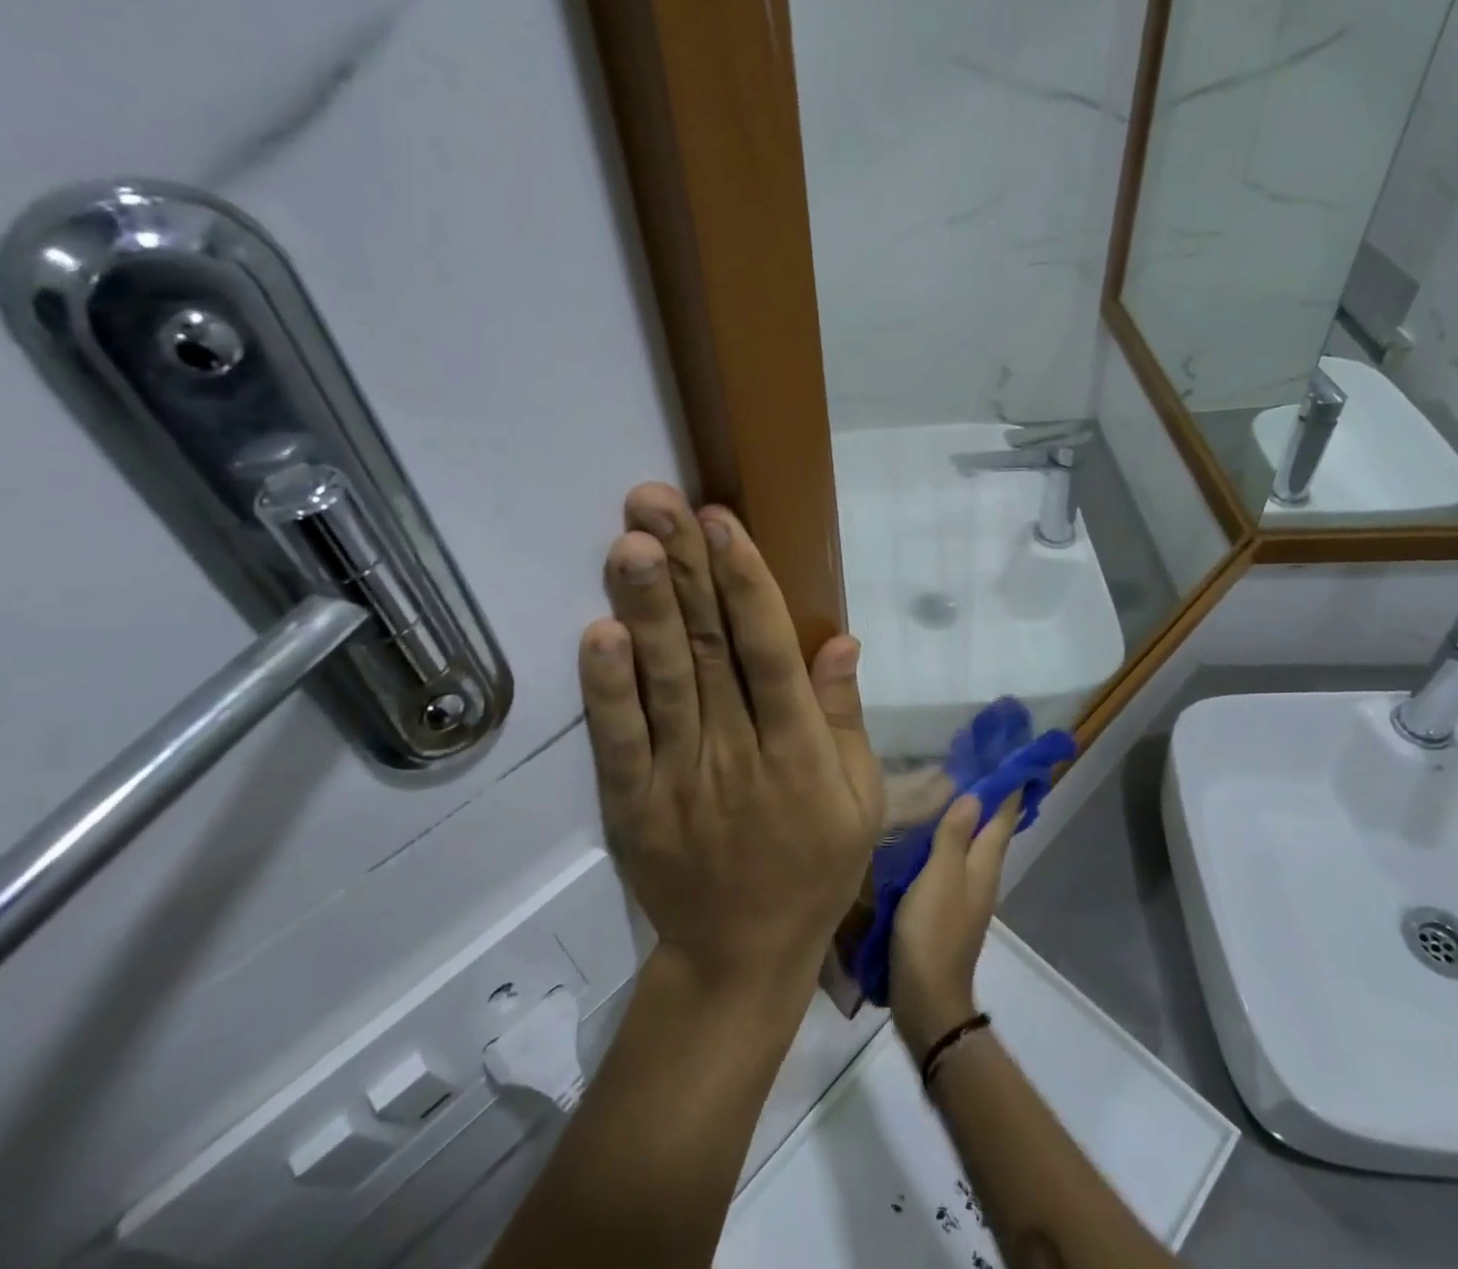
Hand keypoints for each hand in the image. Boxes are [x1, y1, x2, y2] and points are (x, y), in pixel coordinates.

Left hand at [580, 483, 884, 995]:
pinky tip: (598, 632)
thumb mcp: (858, 799)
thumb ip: (844, 716)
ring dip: (646, 608)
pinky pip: (618, 742)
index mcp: (799, 753)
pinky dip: (606, 689)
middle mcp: (739, 754)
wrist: (740, 957)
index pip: (771, 654)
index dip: (747, 585)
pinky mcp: (633, 805)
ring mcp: (680, 779)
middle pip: (710, 650)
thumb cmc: (814, 868)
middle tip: (658, 501)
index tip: (723, 523)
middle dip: (686, 569)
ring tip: (630, 541)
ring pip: (664, 681)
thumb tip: (840, 635)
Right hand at [889, 792, 1021, 1058]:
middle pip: (992, 831)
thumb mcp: (939, 877)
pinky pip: (954, 863)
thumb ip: (954, 836)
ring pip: (973, 846)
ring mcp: (967, 895)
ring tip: (952, 792)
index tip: (1012, 759)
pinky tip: (931, 838)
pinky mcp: (949, 910)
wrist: (927, 999)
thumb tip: (975, 796)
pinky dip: (950, 842)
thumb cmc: (933, 932)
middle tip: (978, 766)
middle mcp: (982, 877)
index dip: (1009, 789)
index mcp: (984, 865)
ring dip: (969, 820)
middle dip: (990, 800)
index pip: (1003, 818)